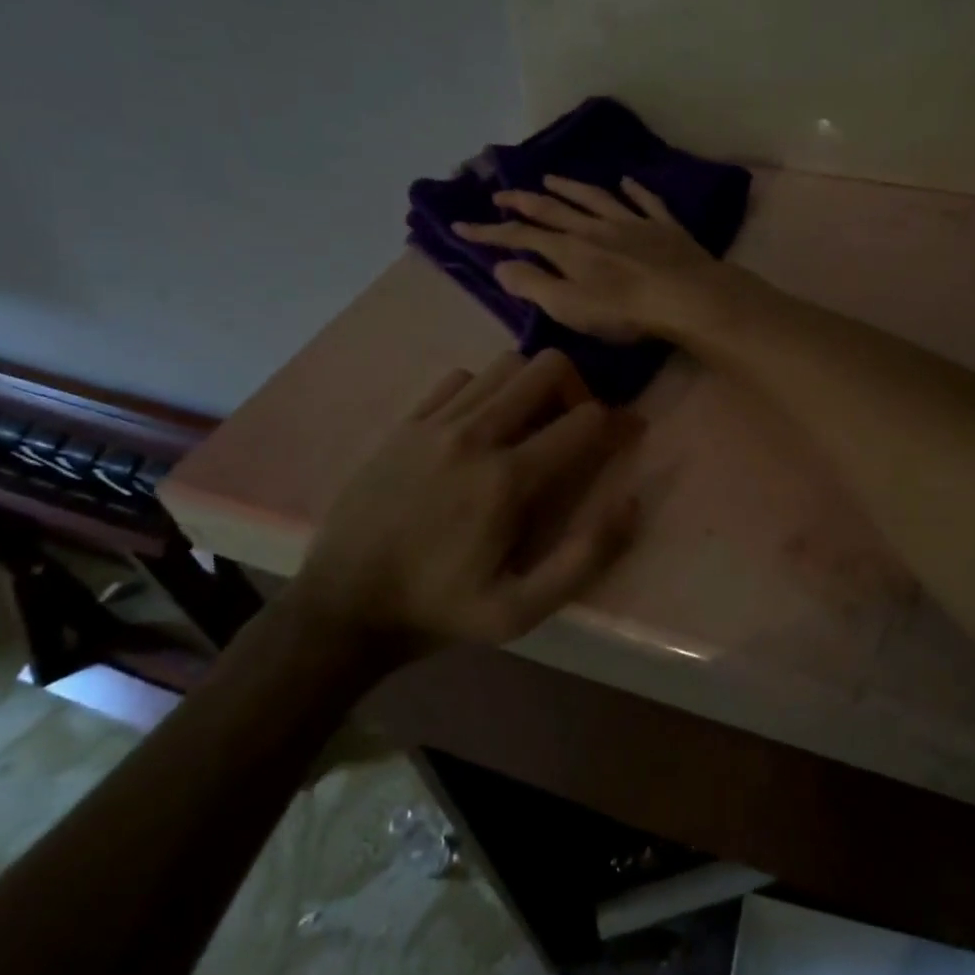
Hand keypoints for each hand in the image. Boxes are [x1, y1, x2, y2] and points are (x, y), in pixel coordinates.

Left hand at [287, 350, 634, 661]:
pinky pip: (460, 378)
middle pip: (547, 367)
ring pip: (505, 364)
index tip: (626, 435)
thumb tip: (631, 502)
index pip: (586, 419)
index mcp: (509, 480)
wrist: (343, 605)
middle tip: (573, 424)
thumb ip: (585, 557)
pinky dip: (484, 389)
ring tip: (529, 422)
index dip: (618, 423)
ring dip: (530, 385)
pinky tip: (479, 425)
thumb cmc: (439, 610)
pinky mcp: (405, 423)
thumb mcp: (521, 610)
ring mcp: (436, 423)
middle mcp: (476, 435)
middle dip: (577, 387)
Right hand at [452, 175, 727, 341]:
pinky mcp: (665, 227)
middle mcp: (596, 227)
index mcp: (570, 249)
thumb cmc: (626, 310)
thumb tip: (501, 267)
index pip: (521, 237)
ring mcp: (633, 223)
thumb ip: (534, 286)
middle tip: (501, 194)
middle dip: (523, 201)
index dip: (490, 232)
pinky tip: (626, 182)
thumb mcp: (570, 307)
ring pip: (595, 198)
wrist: (688, 296)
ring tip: (550, 179)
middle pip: (554, 209)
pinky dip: (634, 190)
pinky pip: (646, 201)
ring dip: (570, 188)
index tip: (461, 226)